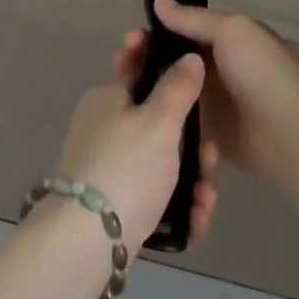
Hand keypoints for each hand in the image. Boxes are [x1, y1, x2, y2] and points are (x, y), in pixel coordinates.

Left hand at [55, 55, 218, 256]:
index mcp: (106, 98)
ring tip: (206, 198)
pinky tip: (196, 219)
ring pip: (160, 162)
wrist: (87, 241)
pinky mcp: (114, 203)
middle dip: (192, 142)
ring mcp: (107, 166)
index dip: (171, 76)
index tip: (199, 91)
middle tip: (212, 157)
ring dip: (191, 177)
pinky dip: (177, 204)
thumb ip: (178, 87)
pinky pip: (154, 194)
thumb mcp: (159, 121)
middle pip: (158, 123)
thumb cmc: (126, 167)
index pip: (141, 72)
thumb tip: (189, 57)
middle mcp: (103, 127)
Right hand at [139, 0, 298, 188]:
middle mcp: (213, 70)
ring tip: (121, 96)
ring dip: (145, 92)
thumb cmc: (262, 73)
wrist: (292, 135)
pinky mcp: (207, 137)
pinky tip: (138, 123)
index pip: (177, 31)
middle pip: (168, 62)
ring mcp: (210, 105)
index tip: (129, 40)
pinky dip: (161, 121)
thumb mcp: (231, 31)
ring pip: (168, 93)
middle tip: (119, 67)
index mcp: (222, 40)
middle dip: (141, 62)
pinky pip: (178, 126)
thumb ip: (192, 18)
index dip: (151, 33)